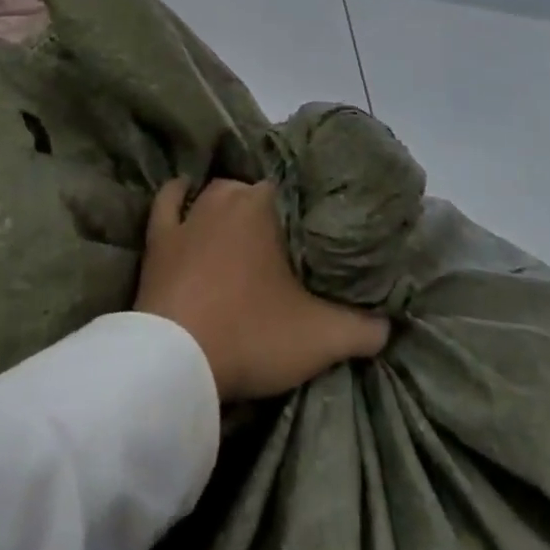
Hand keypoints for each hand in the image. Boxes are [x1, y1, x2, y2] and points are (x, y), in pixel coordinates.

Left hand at [135, 177, 389, 402]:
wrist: (178, 359)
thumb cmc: (251, 335)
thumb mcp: (322, 338)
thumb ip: (363, 329)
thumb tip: (389, 325)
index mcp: (266, 207)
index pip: (296, 192)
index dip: (311, 212)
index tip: (322, 234)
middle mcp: (227, 199)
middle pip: (257, 193)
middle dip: (274, 213)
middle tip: (290, 244)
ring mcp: (189, 217)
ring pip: (216, 195)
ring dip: (231, 205)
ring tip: (248, 225)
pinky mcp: (159, 238)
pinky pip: (168, 203)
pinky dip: (178, 195)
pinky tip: (185, 190)